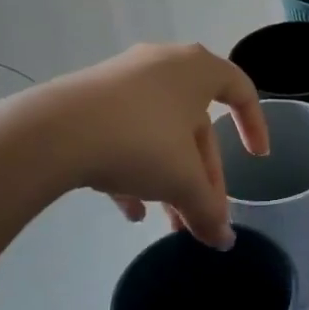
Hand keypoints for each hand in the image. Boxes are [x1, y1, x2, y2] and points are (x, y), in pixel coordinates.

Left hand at [13, 43, 267, 248]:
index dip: (255, 125)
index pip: (241, 90)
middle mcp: (163, 67)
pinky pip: (126, 134)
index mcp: (197, 70)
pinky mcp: (90, 100)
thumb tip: (225, 242)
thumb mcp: (183, 181)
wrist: (52, 133)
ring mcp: (123, 81)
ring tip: (169, 223)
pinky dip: (135, 170)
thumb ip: (209, 211)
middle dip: (203, 177)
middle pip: (197, 126)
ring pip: (161, 134)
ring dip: (170, 179)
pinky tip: (131, 211)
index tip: (257, 159)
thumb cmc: (140, 142)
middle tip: (203, 217)